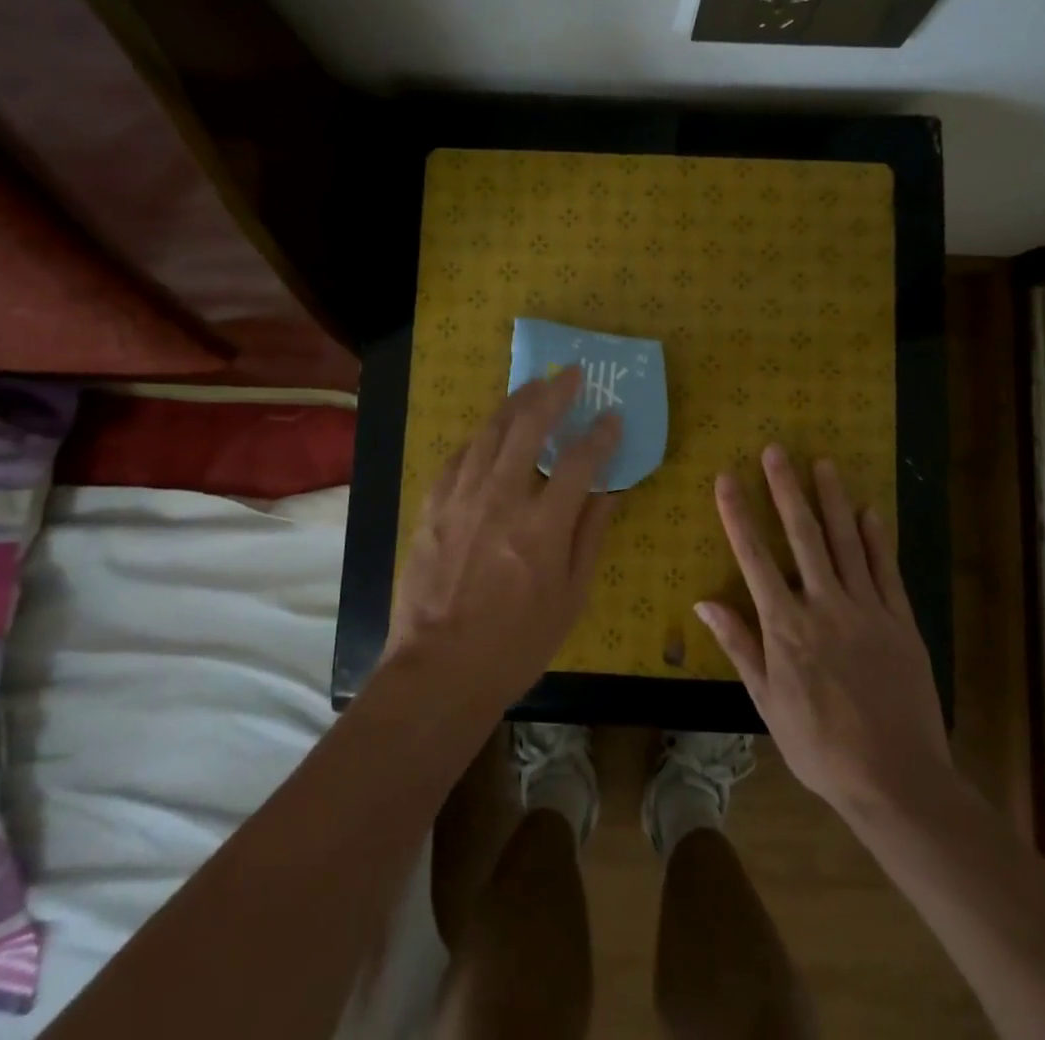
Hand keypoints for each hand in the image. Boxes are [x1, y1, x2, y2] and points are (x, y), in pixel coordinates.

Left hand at [386, 366, 621, 711]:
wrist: (439, 669)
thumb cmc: (516, 643)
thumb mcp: (570, 598)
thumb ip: (590, 537)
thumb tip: (608, 491)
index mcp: (541, 527)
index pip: (578, 462)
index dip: (600, 435)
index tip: (612, 417)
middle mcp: (500, 500)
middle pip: (528, 427)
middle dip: (553, 394)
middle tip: (569, 375)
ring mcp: (460, 499)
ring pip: (489, 432)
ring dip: (515, 403)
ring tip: (532, 386)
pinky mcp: (433, 507)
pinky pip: (459, 457)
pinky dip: (480, 437)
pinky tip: (490, 432)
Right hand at [699, 446, 949, 816]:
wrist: (897, 781)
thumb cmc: (821, 746)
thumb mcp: (767, 703)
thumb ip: (739, 646)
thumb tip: (704, 601)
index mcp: (786, 627)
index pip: (754, 557)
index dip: (738, 514)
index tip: (727, 477)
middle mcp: (824, 606)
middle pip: (802, 536)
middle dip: (786, 489)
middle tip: (777, 450)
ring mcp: (867, 610)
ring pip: (846, 542)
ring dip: (832, 500)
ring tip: (822, 463)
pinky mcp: (901, 622)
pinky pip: (886, 571)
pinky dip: (876, 539)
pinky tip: (869, 511)